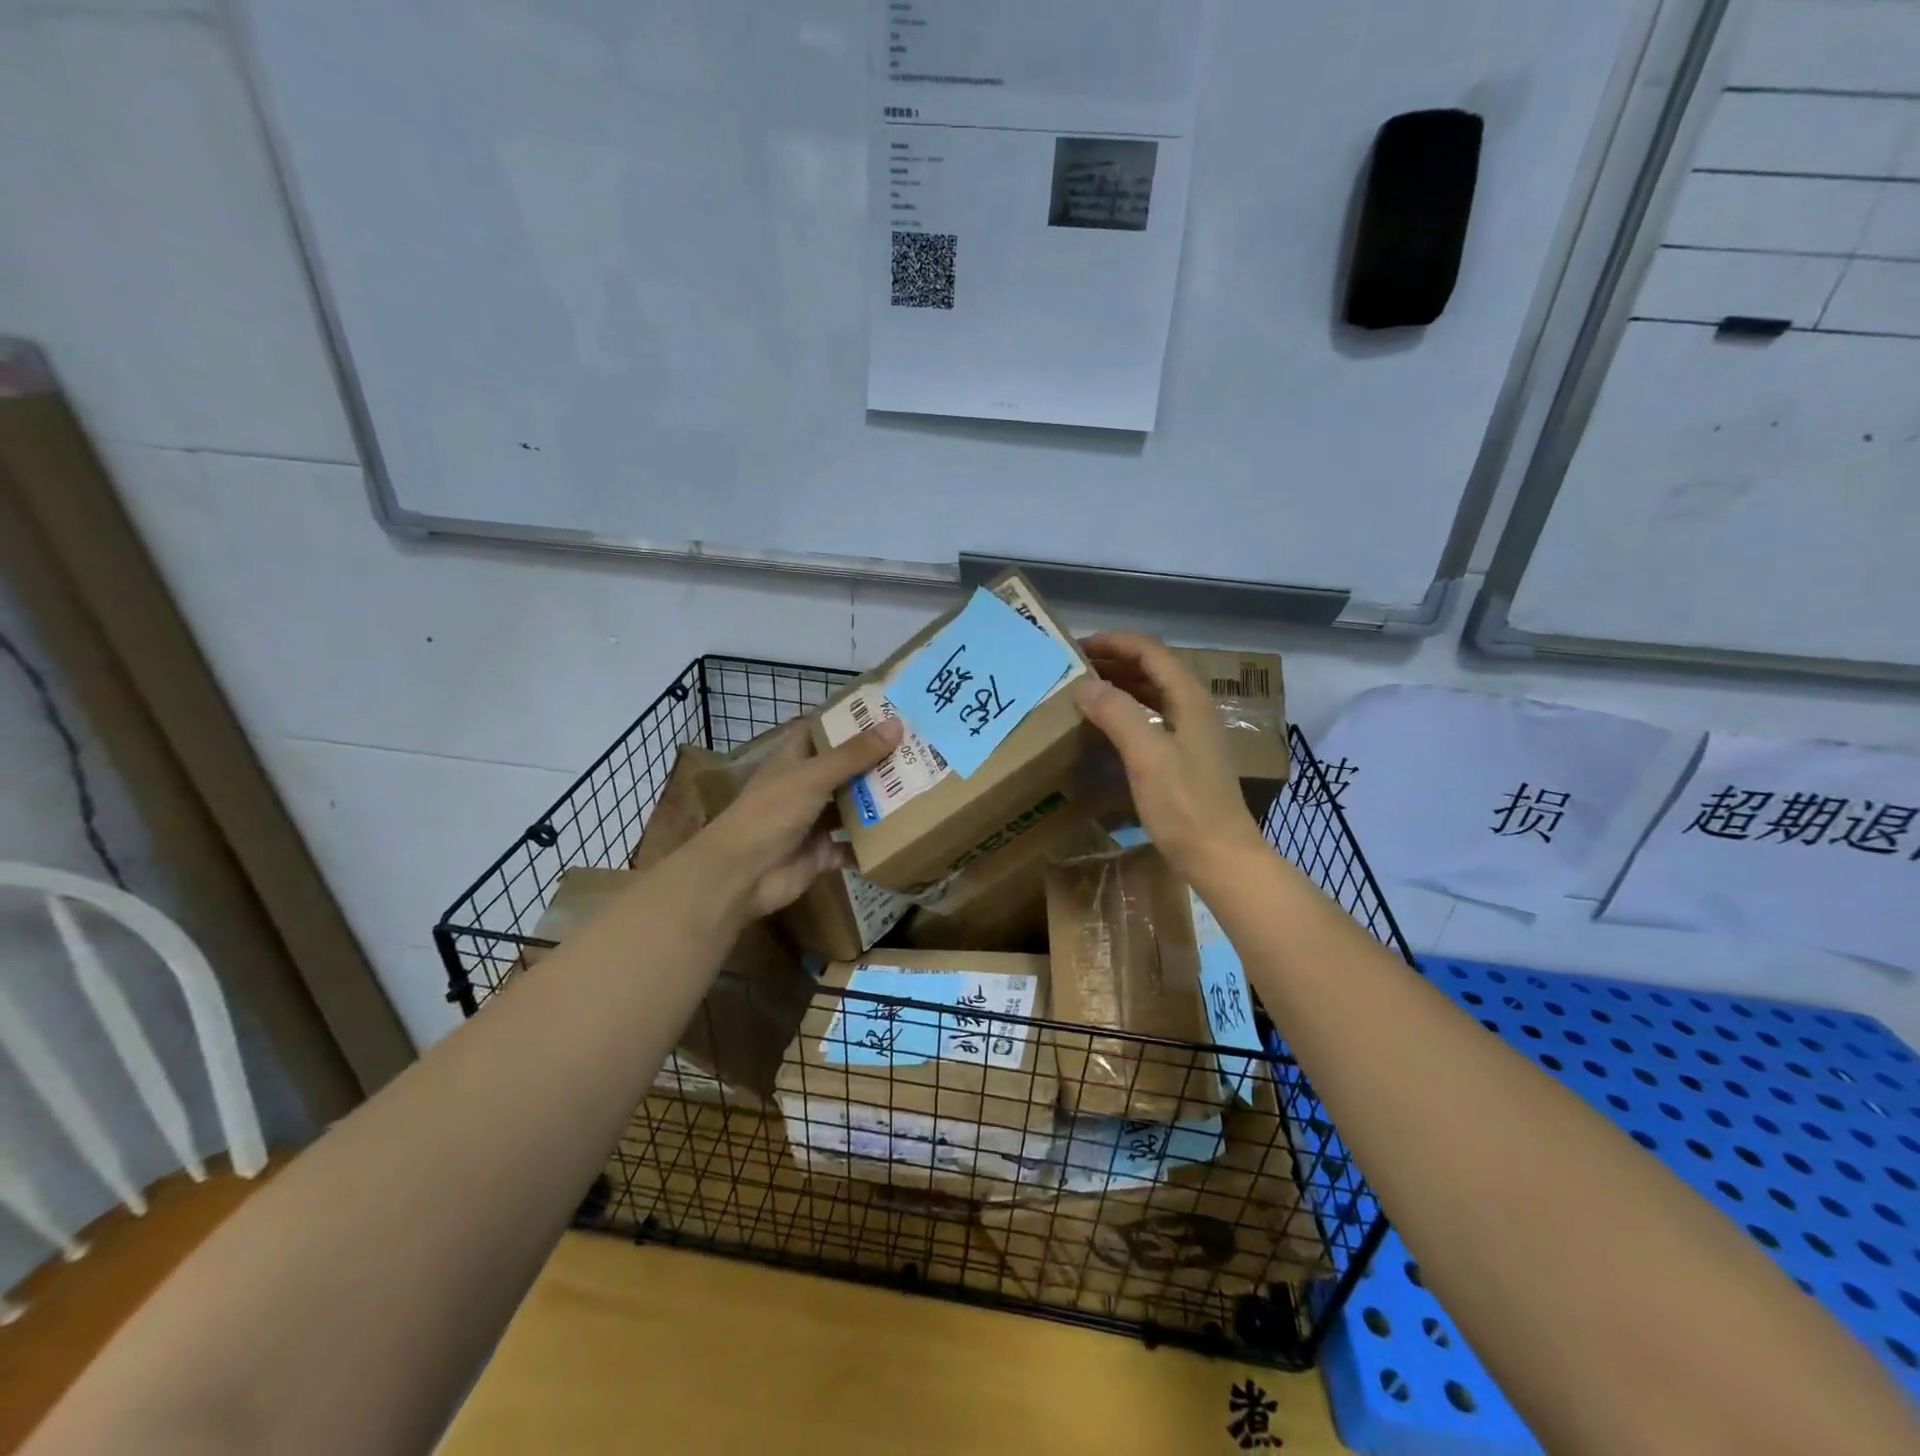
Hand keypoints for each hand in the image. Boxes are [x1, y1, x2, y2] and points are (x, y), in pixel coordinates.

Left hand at [699, 718, 902, 919]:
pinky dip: (873, 846)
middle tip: (919, 751)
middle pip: (845, 770)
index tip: (888, 713)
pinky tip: (905, 836)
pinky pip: (853, 848)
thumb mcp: (813, 776)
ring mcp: (814, 822)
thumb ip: (854, 755)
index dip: (851, 722)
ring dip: (879, 803)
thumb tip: (897, 724)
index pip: (824, 732)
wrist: (742, 875)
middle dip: (876, 763)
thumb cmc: (771, 813)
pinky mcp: (822, 854)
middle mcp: (805, 787)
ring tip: (921, 788)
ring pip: (852, 808)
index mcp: (795, 760)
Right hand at [1074, 632, 1268, 884]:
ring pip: (1151, 694)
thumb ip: (1117, 714)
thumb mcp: (1148, 756)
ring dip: (1118, 686)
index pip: (1150, 651)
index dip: (1114, 642)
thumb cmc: (1185, 806)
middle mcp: (1192, 708)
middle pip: (1152, 669)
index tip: (1076, 647)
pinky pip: (1150, 719)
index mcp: (1189, 699)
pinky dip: (1125, 713)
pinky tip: (1104, 726)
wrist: (1220, 857)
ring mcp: (1190, 734)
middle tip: (1072, 668)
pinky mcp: (1182, 758)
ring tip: (1082, 691)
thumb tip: (1084, 686)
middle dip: (1113, 661)